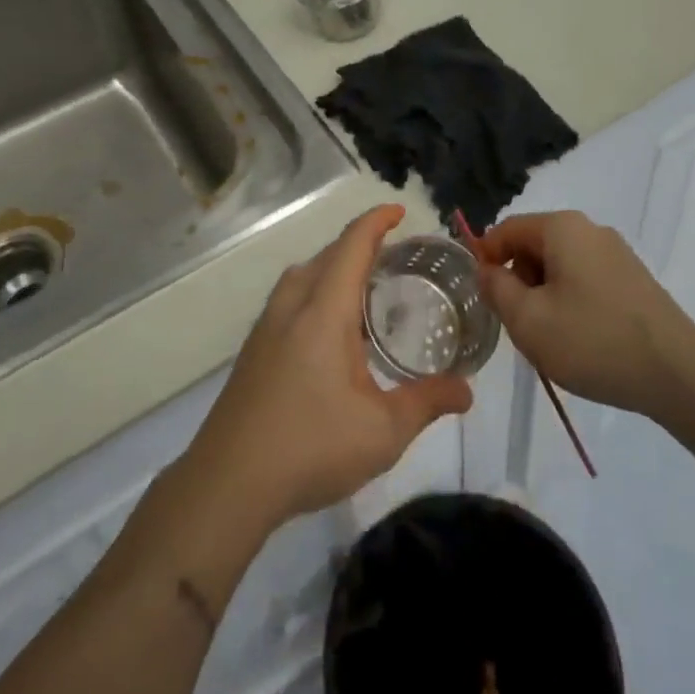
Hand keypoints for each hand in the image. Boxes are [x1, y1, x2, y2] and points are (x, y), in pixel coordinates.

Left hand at [184, 206, 472, 533]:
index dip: (376, 221)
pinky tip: (330, 330)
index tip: (399, 210)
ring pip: (303, 275)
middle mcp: (292, 305)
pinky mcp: (254, 348)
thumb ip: (427, 403)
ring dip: (334, 267)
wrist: (227, 483)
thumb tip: (467, 391)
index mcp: (323, 310)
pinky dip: (316, 290)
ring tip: (364, 287)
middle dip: (360, 244)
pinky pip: (290, 297)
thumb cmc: (310, 448)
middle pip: (327, 255)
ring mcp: (267, 326)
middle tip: (394, 255)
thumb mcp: (382, 432)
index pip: (352, 246)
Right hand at [469, 211, 694, 416]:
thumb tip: (486, 270)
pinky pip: (586, 279)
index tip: (480, 294)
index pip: (507, 229)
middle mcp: (590, 230)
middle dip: (518, 279)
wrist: (678, 374)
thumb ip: (497, 289)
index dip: (486, 257)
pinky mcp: (634, 279)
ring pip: (560, 265)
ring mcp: (616, 254)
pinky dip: (571, 301)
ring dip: (544, 294)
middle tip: (515, 322)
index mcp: (562, 228)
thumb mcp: (528, 320)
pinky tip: (580, 339)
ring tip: (549, 337)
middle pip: (535, 245)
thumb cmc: (593, 340)